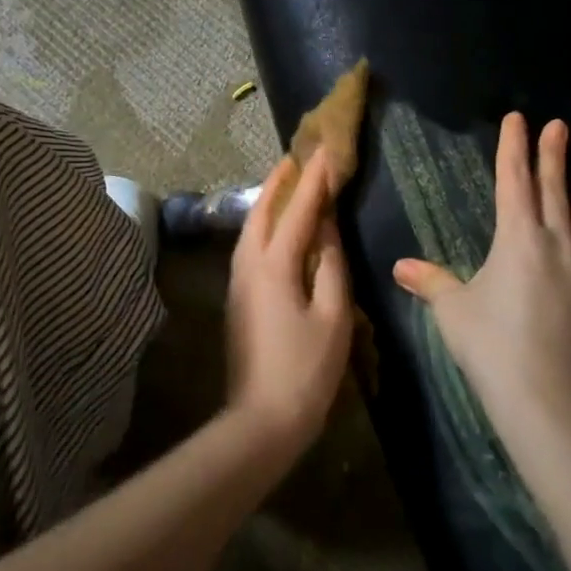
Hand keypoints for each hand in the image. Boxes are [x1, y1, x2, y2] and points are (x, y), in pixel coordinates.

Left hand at [226, 151, 354, 452]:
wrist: (261, 421)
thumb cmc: (306, 369)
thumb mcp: (333, 316)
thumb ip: (330, 266)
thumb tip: (326, 228)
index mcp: (274, 265)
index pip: (298, 210)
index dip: (313, 179)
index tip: (325, 149)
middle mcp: (248, 265)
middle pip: (261, 212)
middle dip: (279, 182)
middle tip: (297, 157)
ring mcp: (238, 282)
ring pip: (251, 228)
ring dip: (268, 202)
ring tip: (287, 184)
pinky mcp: (238, 298)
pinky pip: (250, 246)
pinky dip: (264, 225)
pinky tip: (277, 228)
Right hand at [394, 113, 570, 419]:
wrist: (548, 396)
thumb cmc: (492, 347)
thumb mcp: (453, 311)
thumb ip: (430, 281)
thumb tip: (399, 266)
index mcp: (516, 238)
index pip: (514, 180)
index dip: (514, 147)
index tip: (518, 120)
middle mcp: (557, 241)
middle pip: (554, 188)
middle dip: (552, 153)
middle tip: (558, 125)